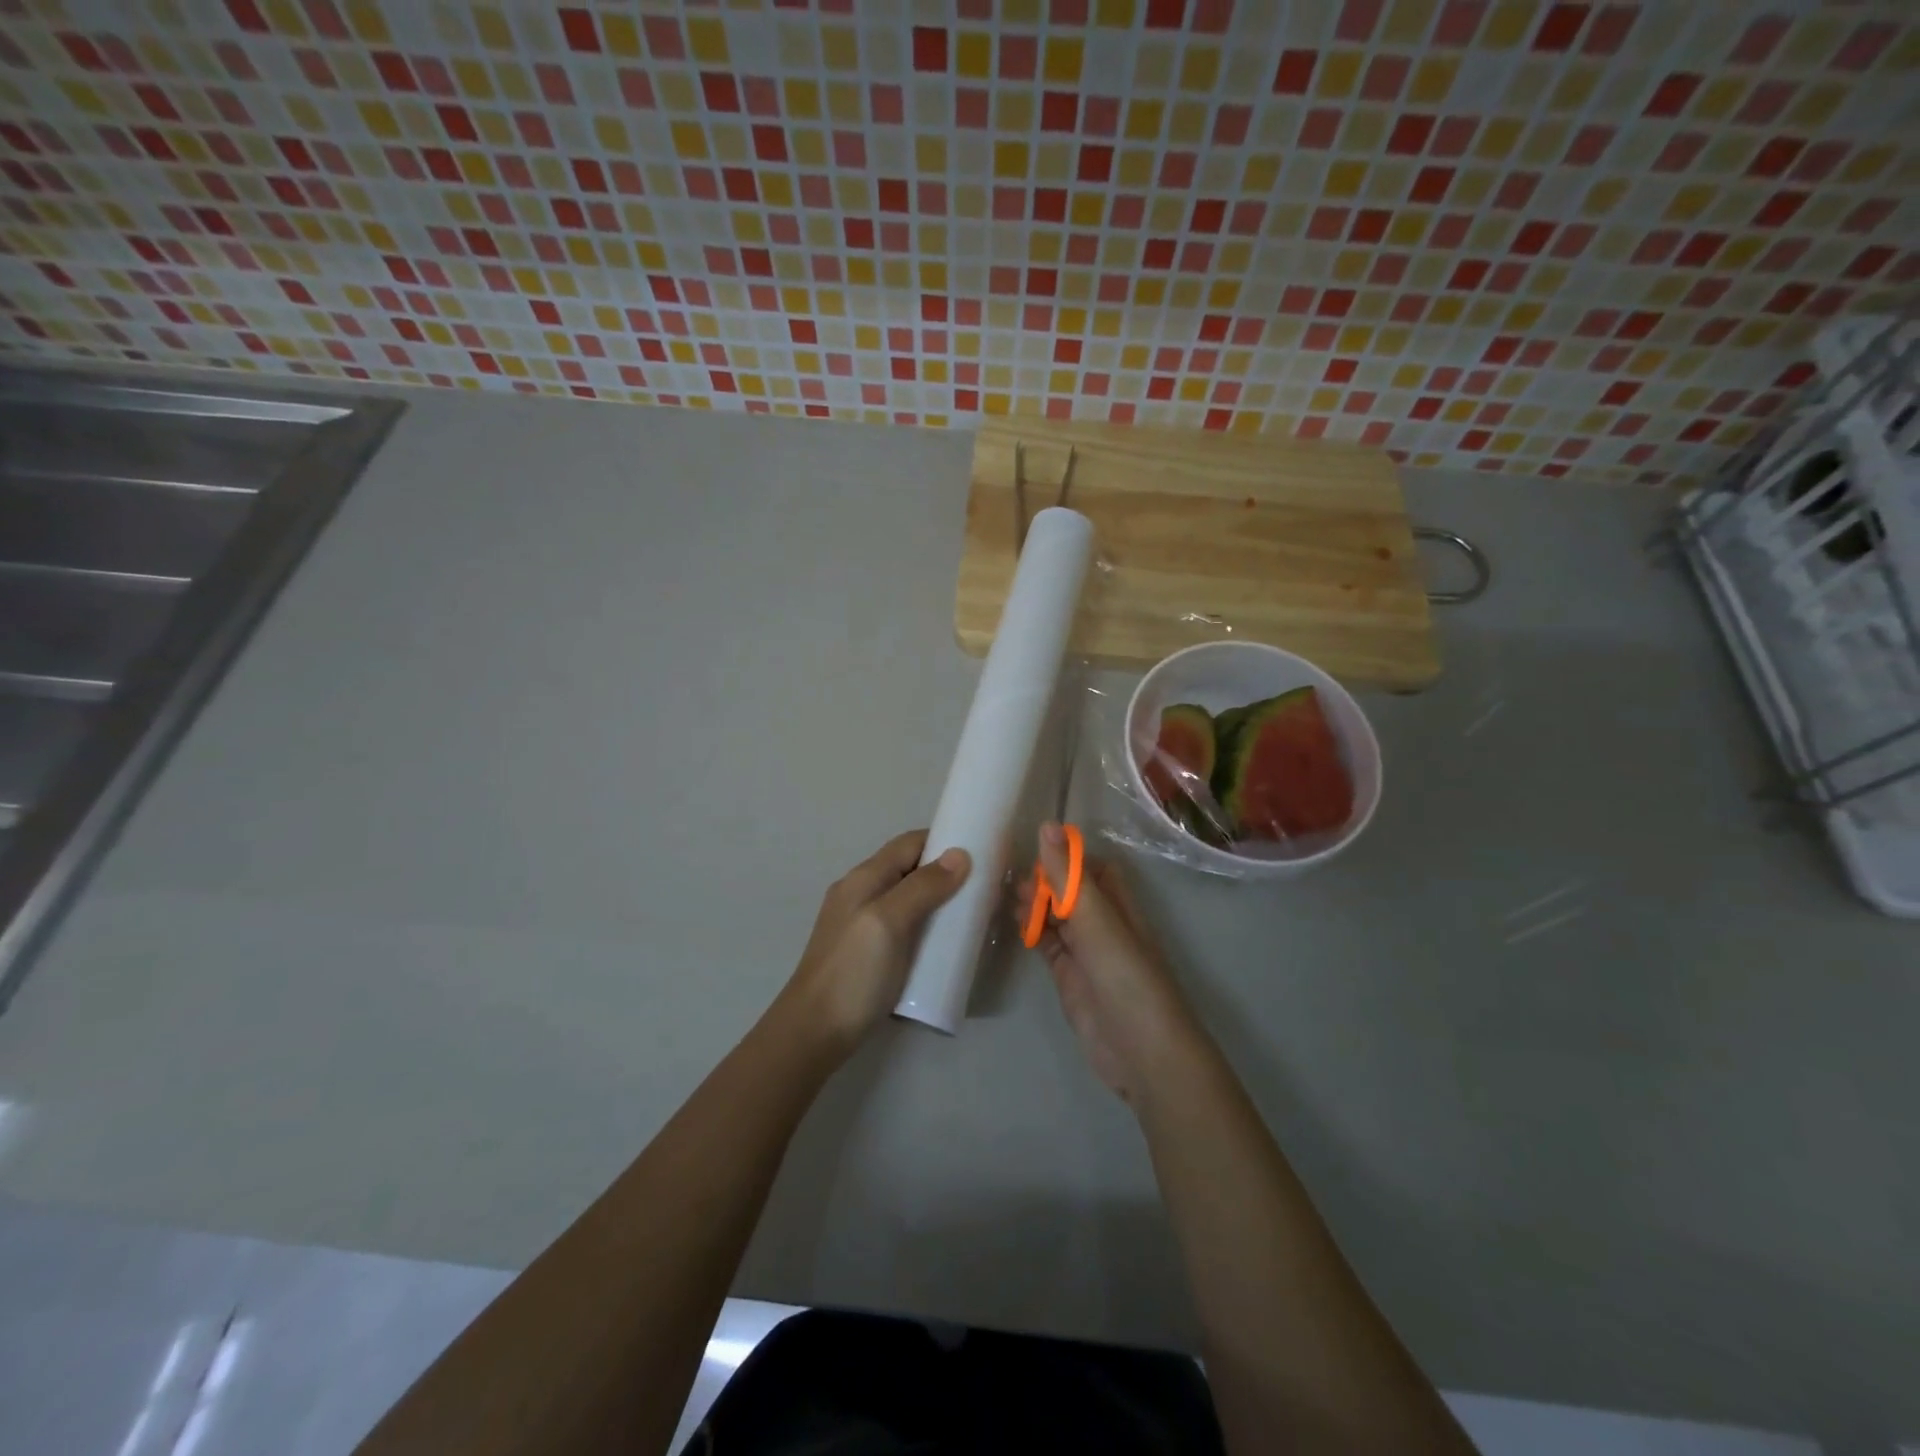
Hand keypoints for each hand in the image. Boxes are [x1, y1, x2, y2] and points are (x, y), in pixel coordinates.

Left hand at [773, 830, 970, 1060]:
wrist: (814, 1033)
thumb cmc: (853, 973)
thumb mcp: (888, 923)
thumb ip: (922, 887)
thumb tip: (959, 854)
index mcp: (864, 878)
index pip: (909, 843)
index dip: (943, 841)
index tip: (981, 852)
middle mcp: (861, 893)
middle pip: (909, 869)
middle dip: (946, 873)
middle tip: (984, 889)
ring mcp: (863, 924)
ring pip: (908, 899)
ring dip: (939, 902)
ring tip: (971, 916)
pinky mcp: (868, 952)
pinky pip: (905, 926)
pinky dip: (927, 926)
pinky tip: (945, 944)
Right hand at [1019, 823, 1207, 1106]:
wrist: (1141, 1052)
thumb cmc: (1125, 977)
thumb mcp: (1095, 920)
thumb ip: (1068, 876)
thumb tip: (1047, 825)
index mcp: (1118, 905)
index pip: (1092, 869)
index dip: (1066, 857)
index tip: (1031, 850)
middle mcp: (1103, 925)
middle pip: (1070, 892)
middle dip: (1043, 882)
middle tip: (1010, 880)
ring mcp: (1086, 953)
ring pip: (1056, 918)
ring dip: (1034, 906)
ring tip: (1005, 899)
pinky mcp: (1069, 978)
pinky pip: (1047, 945)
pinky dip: (1031, 932)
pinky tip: (1012, 924)